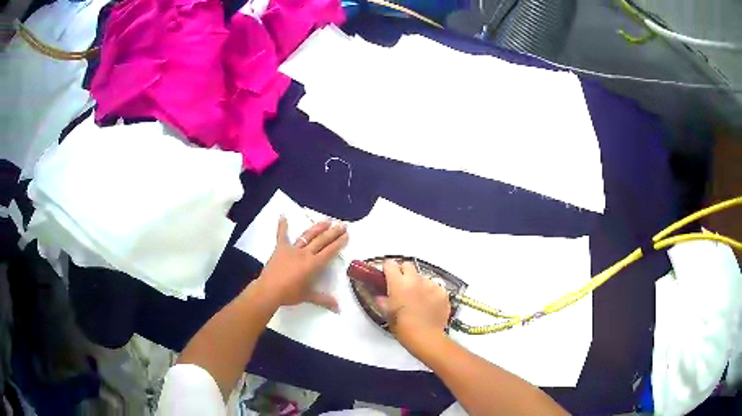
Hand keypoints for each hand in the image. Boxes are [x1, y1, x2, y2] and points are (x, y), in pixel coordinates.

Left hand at [254, 217, 347, 311]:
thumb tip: (339, 308)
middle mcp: (306, 253)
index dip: (339, 243)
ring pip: (308, 235)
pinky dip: (282, 225)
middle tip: (342, 225)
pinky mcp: (280, 248)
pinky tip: (283, 215)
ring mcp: (292, 249)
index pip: (330, 251)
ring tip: (327, 220)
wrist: (269, 290)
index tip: (346, 235)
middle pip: (322, 240)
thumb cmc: (290, 294)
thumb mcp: (308, 296)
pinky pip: (282, 235)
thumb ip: (324, 300)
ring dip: (318, 227)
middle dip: (333, 232)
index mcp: (314, 265)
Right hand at [375, 260, 450, 353]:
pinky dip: (431, 293)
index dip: (387, 269)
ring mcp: (431, 285)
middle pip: (408, 265)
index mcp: (398, 283)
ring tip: (418, 299)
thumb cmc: (403, 327)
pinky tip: (429, 305)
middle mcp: (415, 279)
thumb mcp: (388, 314)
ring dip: (418, 284)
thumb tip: (381, 297)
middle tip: (402, 285)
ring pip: (422, 277)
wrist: (426, 337)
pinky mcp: (443, 292)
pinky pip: (435, 287)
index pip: (390, 264)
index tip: (387, 276)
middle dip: (403, 272)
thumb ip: (383, 301)